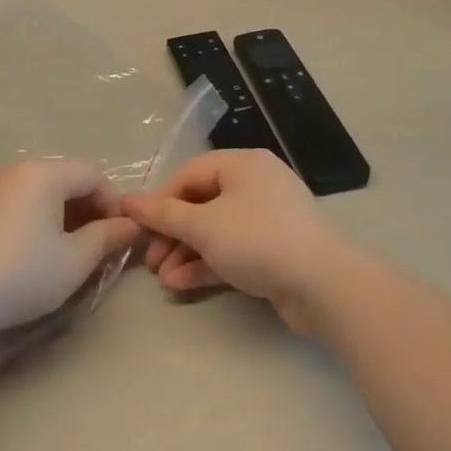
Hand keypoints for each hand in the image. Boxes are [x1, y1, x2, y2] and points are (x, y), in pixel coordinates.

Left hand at [0, 159, 141, 334]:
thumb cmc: (24, 272)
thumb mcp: (76, 259)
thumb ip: (108, 237)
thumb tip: (132, 225)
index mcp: (44, 173)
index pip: (93, 174)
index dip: (114, 203)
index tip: (121, 237)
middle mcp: (20, 170)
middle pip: (69, 179)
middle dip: (92, 210)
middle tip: (102, 246)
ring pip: (48, 192)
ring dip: (70, 216)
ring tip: (77, 252)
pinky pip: (27, 203)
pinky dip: (45, 220)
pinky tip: (46, 252)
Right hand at [121, 149, 352, 332]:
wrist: (323, 286)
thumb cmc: (258, 240)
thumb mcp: (203, 225)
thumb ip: (163, 214)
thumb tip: (127, 201)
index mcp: (242, 164)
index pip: (189, 174)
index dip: (160, 200)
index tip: (138, 227)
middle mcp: (256, 185)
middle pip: (201, 203)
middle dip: (172, 233)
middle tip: (151, 260)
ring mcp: (268, 219)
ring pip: (216, 230)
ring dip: (186, 253)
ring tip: (163, 279)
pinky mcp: (275, 251)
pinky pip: (232, 250)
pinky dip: (207, 264)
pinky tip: (182, 284)